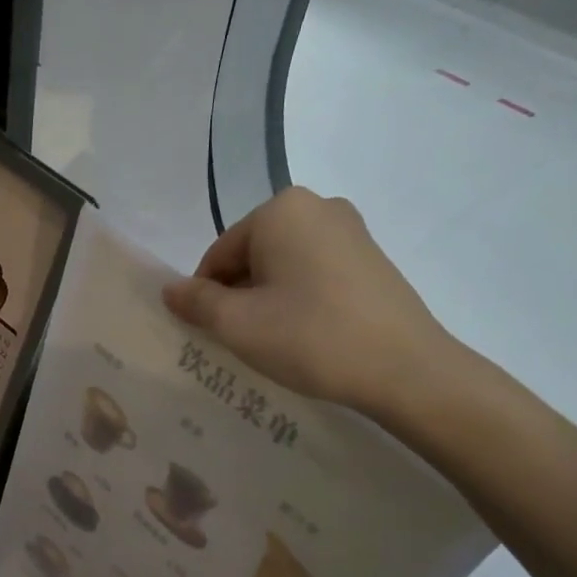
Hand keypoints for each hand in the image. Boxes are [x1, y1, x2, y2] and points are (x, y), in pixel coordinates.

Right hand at [162, 187, 461, 418]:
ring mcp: (352, 231)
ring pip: (285, 266)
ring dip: (269, 300)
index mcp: (281, 210)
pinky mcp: (373, 258)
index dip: (207, 296)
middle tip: (243, 341)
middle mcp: (318, 207)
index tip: (213, 334)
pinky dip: (301, 300)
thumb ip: (196, 302)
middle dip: (240, 296)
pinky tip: (308, 335)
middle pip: (253, 256)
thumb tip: (170, 290)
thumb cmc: (310, 337)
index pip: (220, 254)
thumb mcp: (238, 324)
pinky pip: (316, 273)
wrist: (406, 369)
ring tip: (276, 342)